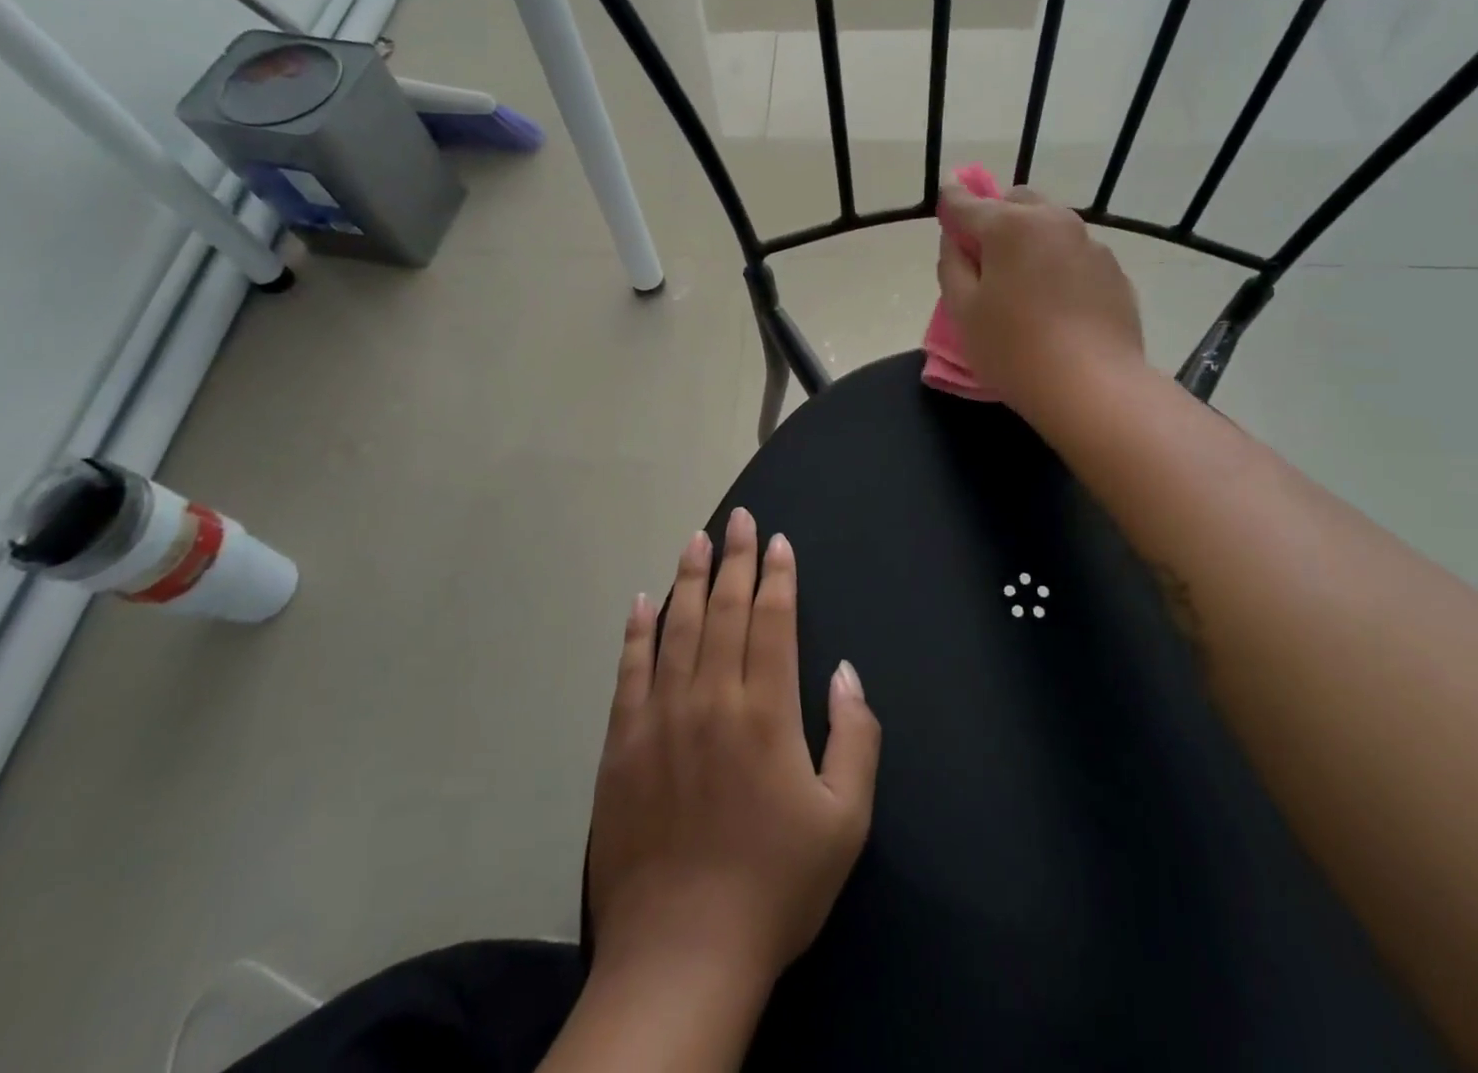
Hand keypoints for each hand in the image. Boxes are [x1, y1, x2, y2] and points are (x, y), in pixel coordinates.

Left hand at [587, 508, 881, 992]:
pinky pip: (629, 671)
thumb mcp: (845, 821)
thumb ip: (855, 737)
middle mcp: (711, 700)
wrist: (681, 957)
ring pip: (676, 629)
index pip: (773, 622)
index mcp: (766, 713)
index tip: (778, 542)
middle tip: (739, 519)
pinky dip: (637, 632)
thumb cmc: (774, 886)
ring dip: (688, 579)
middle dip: (735, 559)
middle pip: (724, 611)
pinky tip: (641, 602)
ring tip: (695, 540)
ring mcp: (660, 719)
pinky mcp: (622, 745)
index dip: (777, 577)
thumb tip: (844, 672)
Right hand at [936, 182, 1144, 426]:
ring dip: (1031, 240)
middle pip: (1016, 202)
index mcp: (1010, 225)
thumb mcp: (962, 311)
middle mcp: (1054, 221)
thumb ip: (951, 265)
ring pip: (1051, 226)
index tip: (945, 210)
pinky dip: (1059, 265)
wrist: (1093, 387)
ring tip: (1024, 285)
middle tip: (985, 259)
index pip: (966, 202)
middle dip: (996, 218)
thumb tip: (956, 240)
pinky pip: (1076, 255)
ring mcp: (1091, 245)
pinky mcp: (1114, 272)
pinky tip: (1057, 305)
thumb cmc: (1013, 349)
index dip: (950, 204)